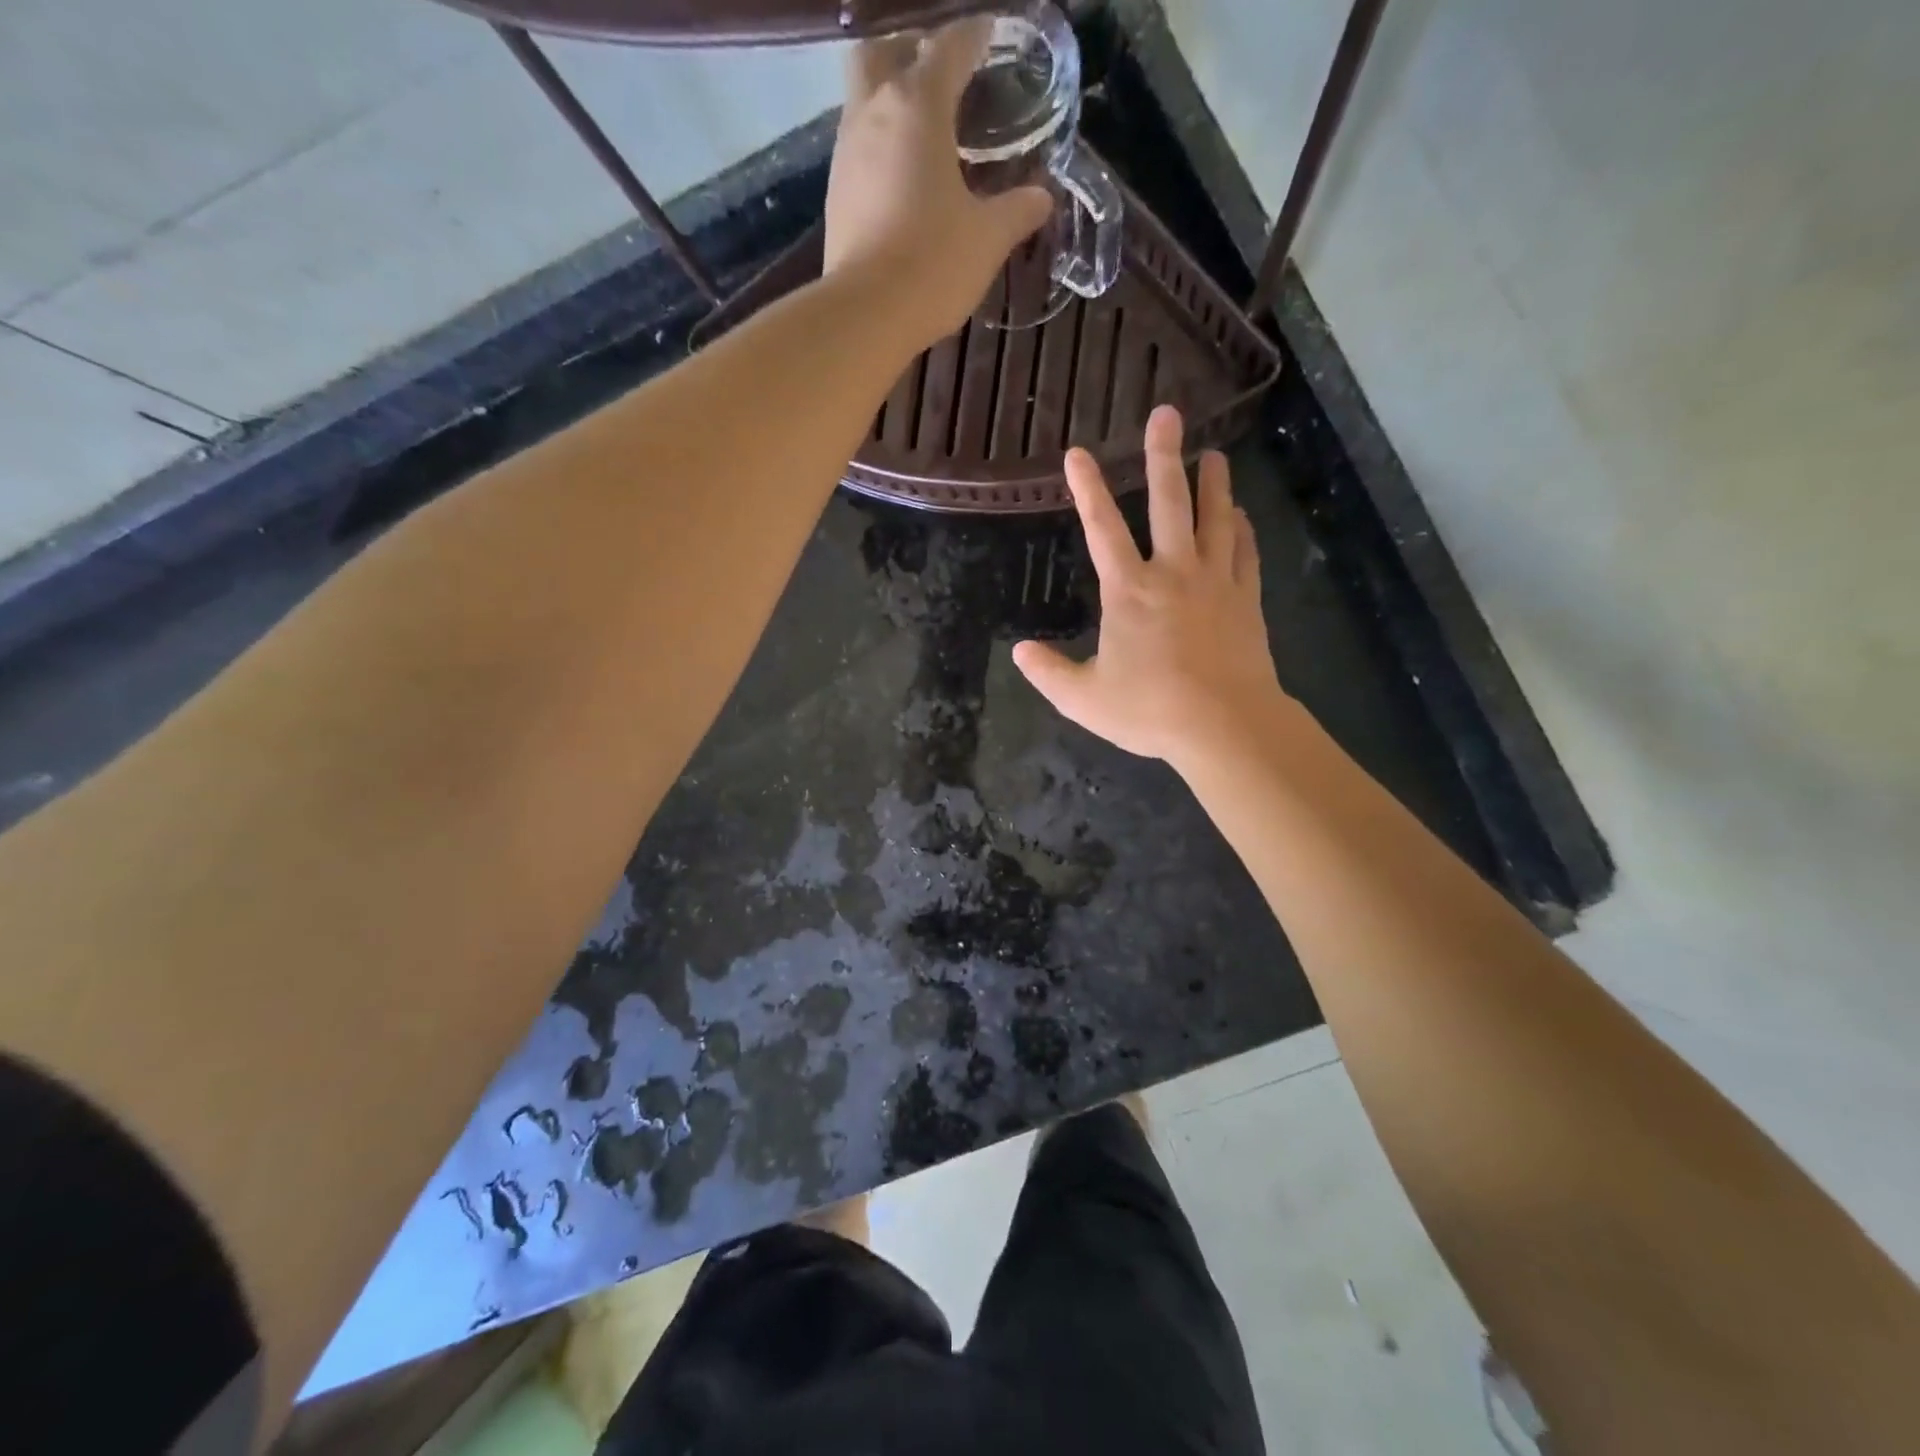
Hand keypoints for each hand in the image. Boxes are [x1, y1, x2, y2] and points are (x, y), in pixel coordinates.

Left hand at [824, 19, 1053, 344]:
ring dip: (891, 101)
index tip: (991, 38)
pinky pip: (858, 149)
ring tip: (925, 131)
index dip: (974, 38)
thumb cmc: (933, 265)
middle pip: (882, 52)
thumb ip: (1017, 210)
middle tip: (940, 73)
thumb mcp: (988, 238)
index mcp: (918, 106)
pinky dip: (880, 146)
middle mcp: (873, 113)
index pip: (949, 47)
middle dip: (910, 51)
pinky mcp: (835, 196)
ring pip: (864, 100)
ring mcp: (846, 154)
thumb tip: (1043, 197)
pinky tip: (902, 176)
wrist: (866, 315)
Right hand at [1013, 407, 1290, 767]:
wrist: (1225, 725)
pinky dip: (1242, 530)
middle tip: (1168, 414)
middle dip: (1164, 456)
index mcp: (1129, 591)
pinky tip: (1240, 516)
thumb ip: (1049, 672)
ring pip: (1215, 519)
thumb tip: (1020, 650)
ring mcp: (1215, 582)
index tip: (1078, 453)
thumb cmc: (1150, 709)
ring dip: (1213, 483)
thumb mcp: (1084, 699)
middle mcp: (1173, 573)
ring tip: (1215, 454)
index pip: (1102, 529)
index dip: (1087, 489)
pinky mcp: (1246, 600)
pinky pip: (1246, 553)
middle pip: (1170, 503)